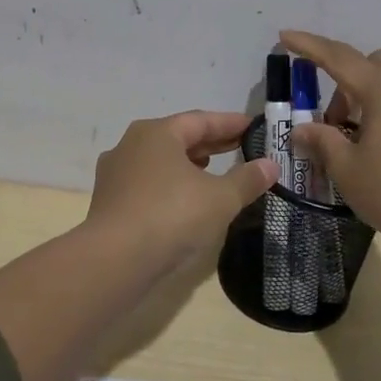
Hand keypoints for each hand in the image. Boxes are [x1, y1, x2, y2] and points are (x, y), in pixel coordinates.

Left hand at [85, 111, 278, 271]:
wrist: (115, 259)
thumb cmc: (172, 216)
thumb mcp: (220, 198)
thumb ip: (247, 179)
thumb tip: (270, 165)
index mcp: (157, 133)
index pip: (200, 120)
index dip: (229, 123)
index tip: (252, 127)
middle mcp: (131, 145)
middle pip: (178, 138)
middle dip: (209, 143)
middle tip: (238, 147)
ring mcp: (116, 174)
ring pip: (160, 161)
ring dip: (188, 164)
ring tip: (213, 171)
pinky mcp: (110, 202)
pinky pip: (148, 184)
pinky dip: (170, 185)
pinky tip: (185, 201)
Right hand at [280, 31, 380, 256]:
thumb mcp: (346, 169)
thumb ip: (322, 141)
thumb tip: (302, 129)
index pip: (337, 58)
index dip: (308, 46)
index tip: (284, 36)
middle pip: (371, 62)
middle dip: (344, 78)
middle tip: (332, 119)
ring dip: (367, 94)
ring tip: (355, 136)